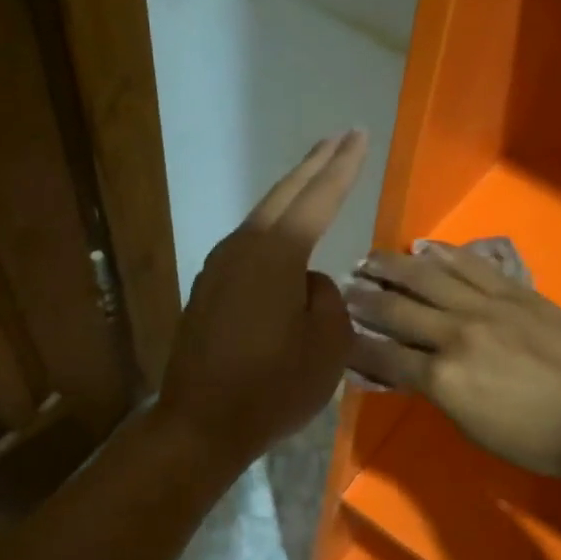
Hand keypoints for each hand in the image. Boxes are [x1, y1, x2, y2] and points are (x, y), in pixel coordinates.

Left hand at [157, 130, 367, 469]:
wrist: (201, 423)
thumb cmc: (272, 387)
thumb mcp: (326, 347)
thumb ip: (328, 300)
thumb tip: (308, 284)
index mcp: (277, 254)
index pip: (319, 198)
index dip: (343, 166)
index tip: (359, 136)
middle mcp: (243, 248)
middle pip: (284, 194)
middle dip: (315, 164)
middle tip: (341, 136)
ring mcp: (219, 267)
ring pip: (263, 217)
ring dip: (292, 194)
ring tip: (317, 177)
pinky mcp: (209, 289)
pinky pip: (250, 245)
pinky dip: (274, 227)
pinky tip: (285, 235)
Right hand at [345, 245, 560, 478]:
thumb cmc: (532, 438)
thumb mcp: (469, 426)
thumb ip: (434, 391)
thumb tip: (405, 370)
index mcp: (442, 377)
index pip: (384, 354)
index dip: (354, 343)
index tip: (335, 331)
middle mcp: (456, 334)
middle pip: (398, 310)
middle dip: (364, 299)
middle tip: (343, 288)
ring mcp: (487, 307)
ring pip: (430, 278)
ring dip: (394, 267)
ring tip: (370, 259)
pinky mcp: (515, 292)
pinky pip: (473, 266)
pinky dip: (445, 255)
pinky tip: (424, 248)